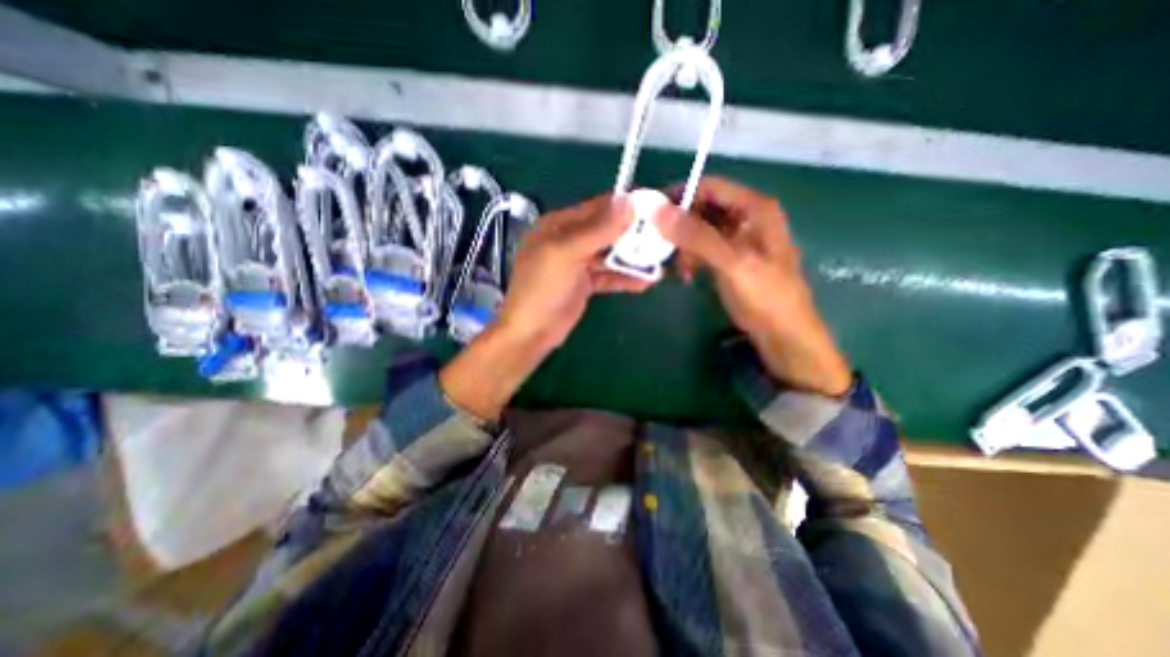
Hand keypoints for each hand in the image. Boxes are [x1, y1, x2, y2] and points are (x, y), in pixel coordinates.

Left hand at [442, 196, 653, 419]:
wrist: (531, 333)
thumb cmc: (542, 289)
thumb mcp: (567, 254)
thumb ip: (598, 230)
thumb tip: (630, 202)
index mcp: (559, 225)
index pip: (597, 208)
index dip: (626, 206)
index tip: (656, 207)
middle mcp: (569, 239)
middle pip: (607, 231)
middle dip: (634, 234)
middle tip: (664, 236)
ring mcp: (578, 263)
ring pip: (610, 254)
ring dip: (633, 258)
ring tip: (661, 259)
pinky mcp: (585, 283)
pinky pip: (609, 275)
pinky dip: (626, 278)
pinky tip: (647, 281)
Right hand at [657, 174, 850, 393]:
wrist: (783, 333)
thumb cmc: (765, 296)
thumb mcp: (732, 263)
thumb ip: (697, 236)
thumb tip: (659, 212)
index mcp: (754, 208)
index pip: (710, 187)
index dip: (681, 196)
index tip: (653, 215)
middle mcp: (746, 217)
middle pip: (703, 208)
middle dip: (680, 226)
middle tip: (661, 246)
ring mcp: (737, 238)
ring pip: (700, 229)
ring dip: (684, 246)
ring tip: (679, 268)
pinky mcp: (729, 257)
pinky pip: (703, 248)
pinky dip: (691, 258)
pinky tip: (687, 275)